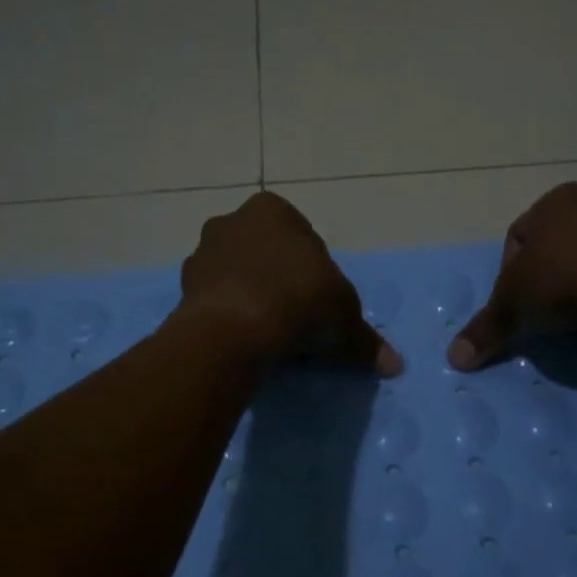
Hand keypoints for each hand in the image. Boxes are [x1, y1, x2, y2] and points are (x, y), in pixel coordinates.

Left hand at [179, 191, 403, 375]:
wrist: (233, 330)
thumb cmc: (298, 301)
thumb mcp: (344, 319)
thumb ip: (365, 340)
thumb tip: (395, 366)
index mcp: (272, 210)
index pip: (303, 238)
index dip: (316, 272)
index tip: (321, 303)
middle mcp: (231, 221)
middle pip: (266, 254)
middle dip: (280, 280)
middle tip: (298, 318)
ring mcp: (202, 254)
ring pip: (237, 276)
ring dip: (252, 297)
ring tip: (271, 334)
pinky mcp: (182, 289)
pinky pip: (216, 301)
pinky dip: (229, 317)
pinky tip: (245, 341)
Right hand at [448, 183, 576, 370]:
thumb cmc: (565, 282)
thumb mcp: (514, 307)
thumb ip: (485, 329)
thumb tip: (454, 358)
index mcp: (552, 202)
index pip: (517, 240)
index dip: (509, 277)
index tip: (518, 306)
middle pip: (555, 247)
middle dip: (547, 280)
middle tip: (546, 313)